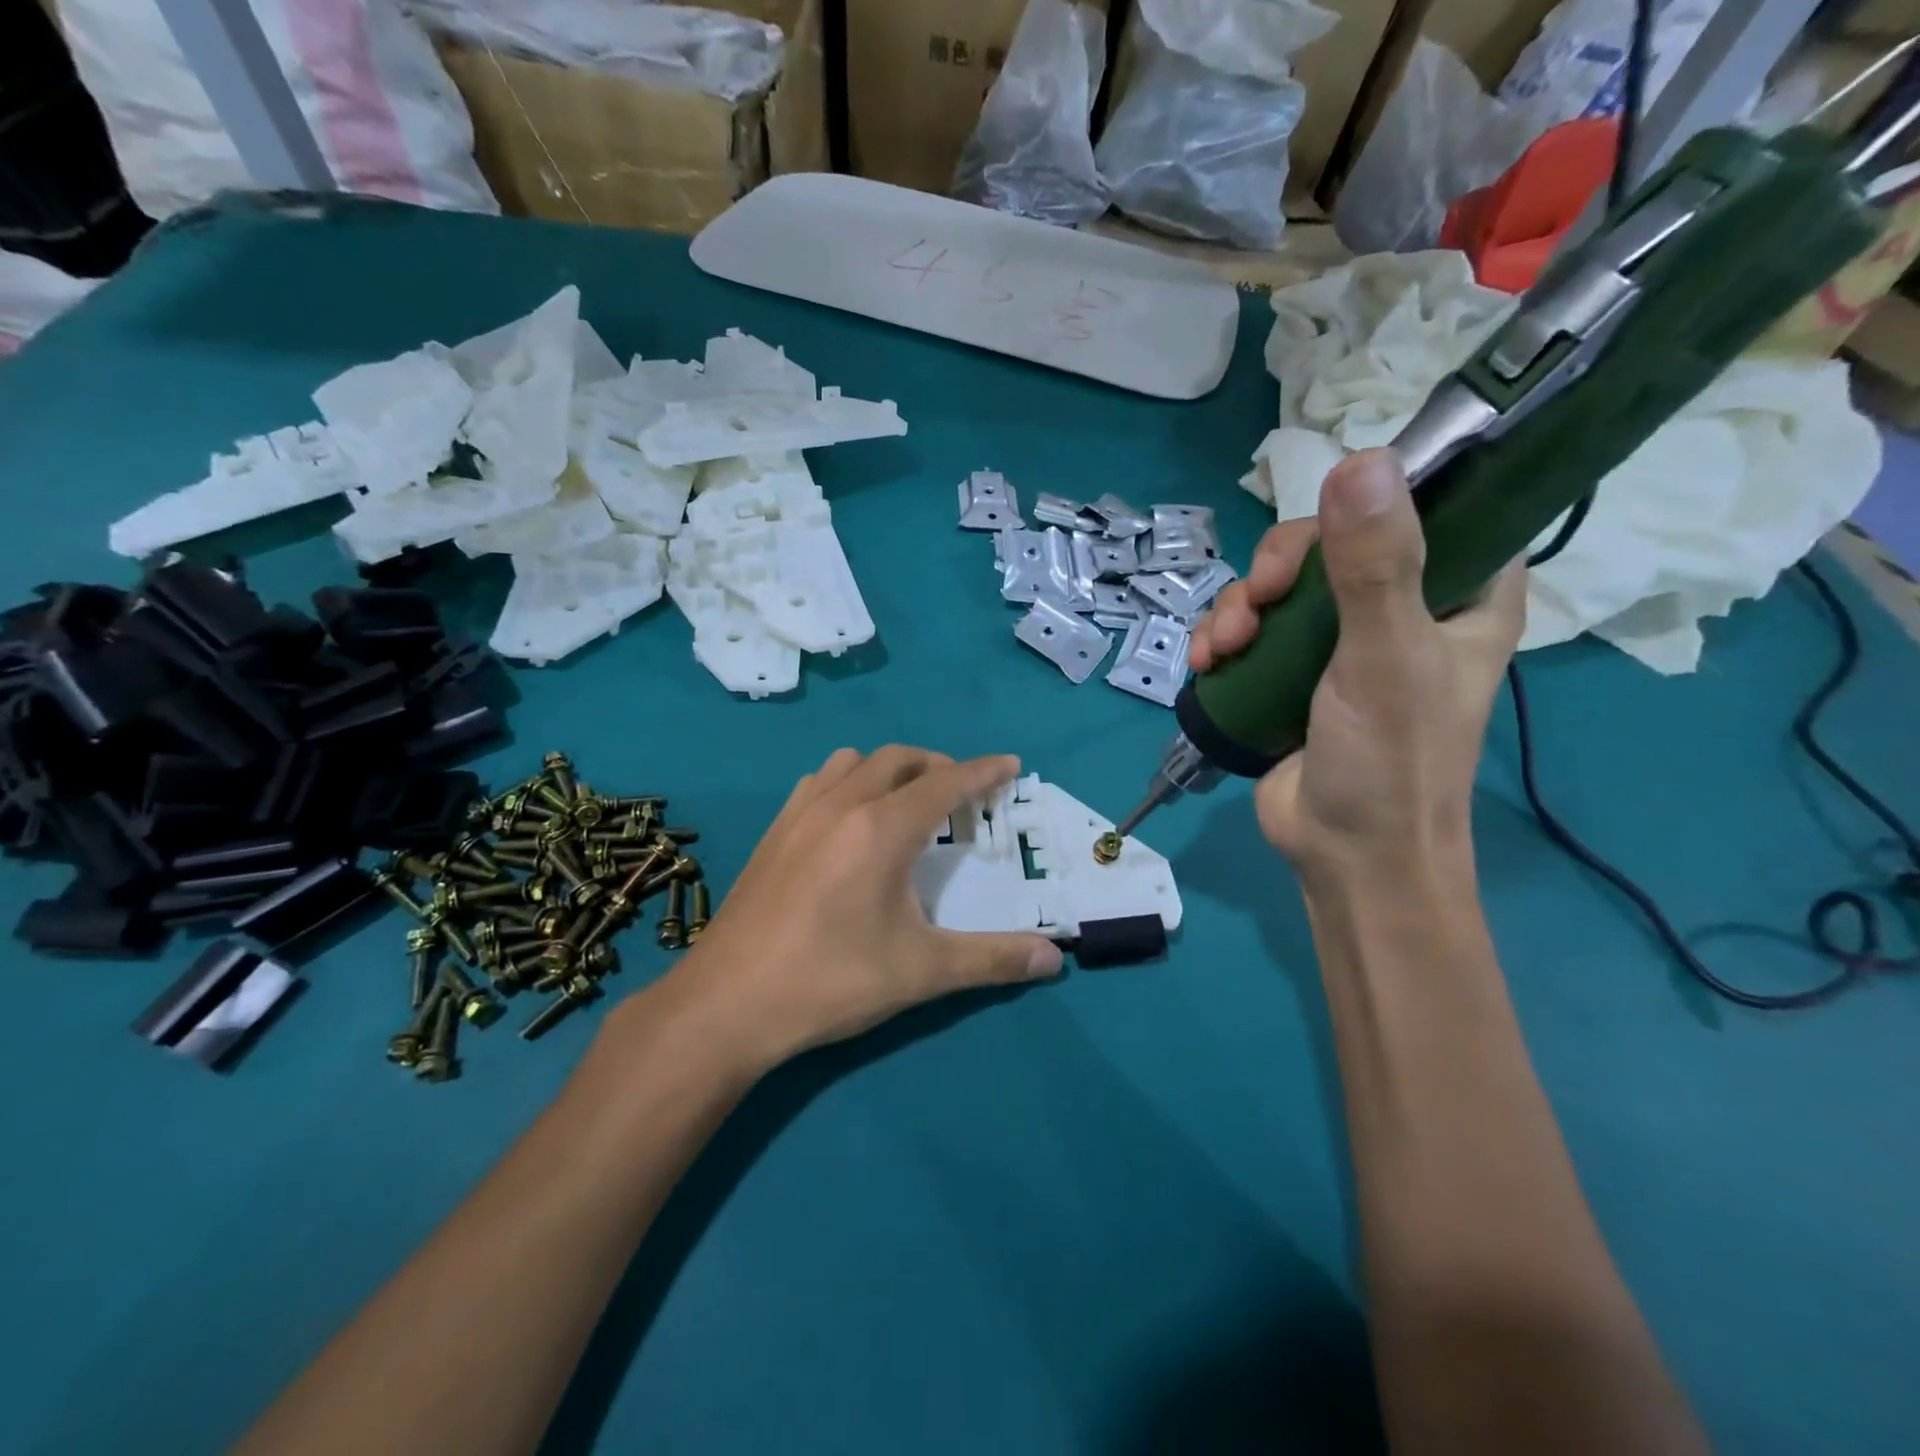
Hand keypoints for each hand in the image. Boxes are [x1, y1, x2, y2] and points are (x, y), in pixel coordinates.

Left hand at [658, 748, 1062, 1072]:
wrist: (726, 1005)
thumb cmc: (830, 981)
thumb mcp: (921, 972)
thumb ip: (992, 960)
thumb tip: (1055, 958)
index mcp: (882, 828)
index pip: (945, 783)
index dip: (982, 772)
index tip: (1009, 764)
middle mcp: (841, 805)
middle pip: (899, 759)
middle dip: (938, 765)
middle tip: (962, 794)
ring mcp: (799, 814)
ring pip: (852, 761)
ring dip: (889, 768)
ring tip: (906, 801)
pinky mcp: (772, 833)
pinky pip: (818, 782)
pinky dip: (848, 781)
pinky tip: (848, 821)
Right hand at [1189, 449, 1525, 884]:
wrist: (1344, 857)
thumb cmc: (1390, 763)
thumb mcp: (1385, 658)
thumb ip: (1374, 566)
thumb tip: (1359, 460)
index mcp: (1462, 593)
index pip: (1430, 506)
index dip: (1374, 497)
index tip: (1324, 523)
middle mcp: (1403, 607)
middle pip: (1330, 544)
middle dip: (1277, 570)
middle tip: (1258, 602)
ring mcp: (1340, 642)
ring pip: (1279, 588)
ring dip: (1238, 607)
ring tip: (1221, 647)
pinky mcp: (1290, 672)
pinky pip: (1251, 628)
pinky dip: (1222, 637)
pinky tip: (1206, 662)